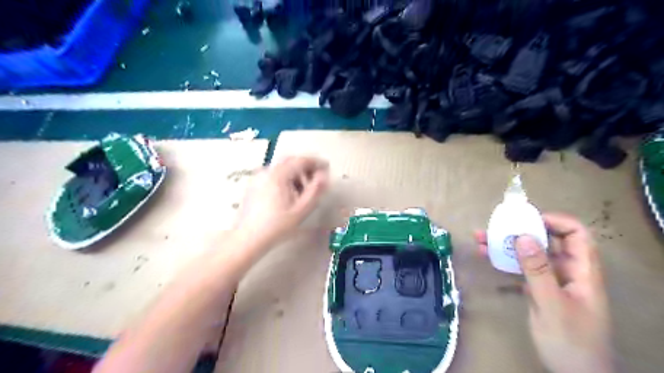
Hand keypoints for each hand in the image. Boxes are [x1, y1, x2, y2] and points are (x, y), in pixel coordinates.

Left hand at [231, 154, 329, 249]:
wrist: (248, 238)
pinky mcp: (254, 184)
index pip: (301, 160)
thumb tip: (324, 177)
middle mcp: (266, 171)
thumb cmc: (275, 226)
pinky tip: (290, 194)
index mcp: (278, 175)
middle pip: (291, 161)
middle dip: (306, 167)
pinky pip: (274, 174)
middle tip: (317, 178)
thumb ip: (315, 190)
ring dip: (296, 174)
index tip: (326, 167)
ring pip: (282, 167)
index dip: (316, 162)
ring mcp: (258, 177)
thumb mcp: (301, 209)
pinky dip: (285, 178)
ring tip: (304, 190)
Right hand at [478, 212, 611, 372]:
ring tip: (480, 238)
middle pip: (547, 240)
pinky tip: (487, 256)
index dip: (554, 221)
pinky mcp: (539, 289)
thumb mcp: (552, 305)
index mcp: (582, 271)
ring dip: (506, 245)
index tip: (525, 219)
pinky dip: (504, 260)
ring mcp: (552, 280)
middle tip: (494, 226)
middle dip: (520, 230)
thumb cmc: (570, 341)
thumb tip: (523, 236)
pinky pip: (521, 268)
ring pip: (530, 254)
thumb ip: (538, 270)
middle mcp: (568, 271)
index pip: (576, 234)